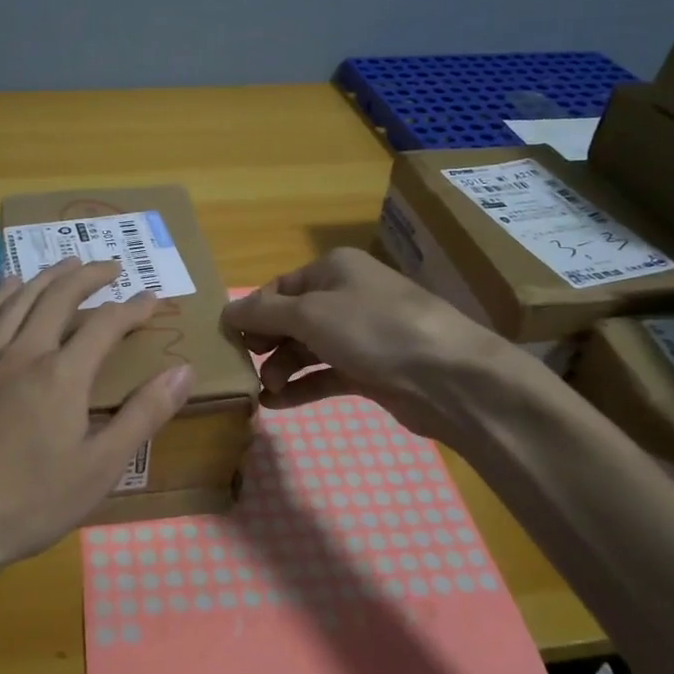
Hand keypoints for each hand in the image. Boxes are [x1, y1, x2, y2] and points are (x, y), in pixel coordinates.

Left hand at [0, 258, 195, 592]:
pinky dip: (4, 293)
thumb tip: (182, 371)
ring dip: (48, 275)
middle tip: (112, 266)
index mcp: (62, 374)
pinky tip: (10, 285)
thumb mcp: (101, 467)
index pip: (106, 324)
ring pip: (20, 298)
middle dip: (89, 275)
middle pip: (59, 296)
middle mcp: (24, 352)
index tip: (153, 298)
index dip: (133, 308)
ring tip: (68, 262)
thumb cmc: (32, 501)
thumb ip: (143, 415)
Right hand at [220, 247, 505, 438]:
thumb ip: (263, 313)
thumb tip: (225, 311)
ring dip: (281, 368)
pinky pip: (325, 374)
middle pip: (291, 318)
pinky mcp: (370, 370)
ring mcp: (360, 334)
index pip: (278, 288)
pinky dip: (301, 386)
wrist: (448, 377)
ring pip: (306, 348)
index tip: (228, 341)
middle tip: (244, 368)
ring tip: (264, 390)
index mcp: (332, 269)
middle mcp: (346, 296)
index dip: (252, 313)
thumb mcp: (310, 314)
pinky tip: (276, 404)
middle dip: (265, 343)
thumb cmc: (373, 329)